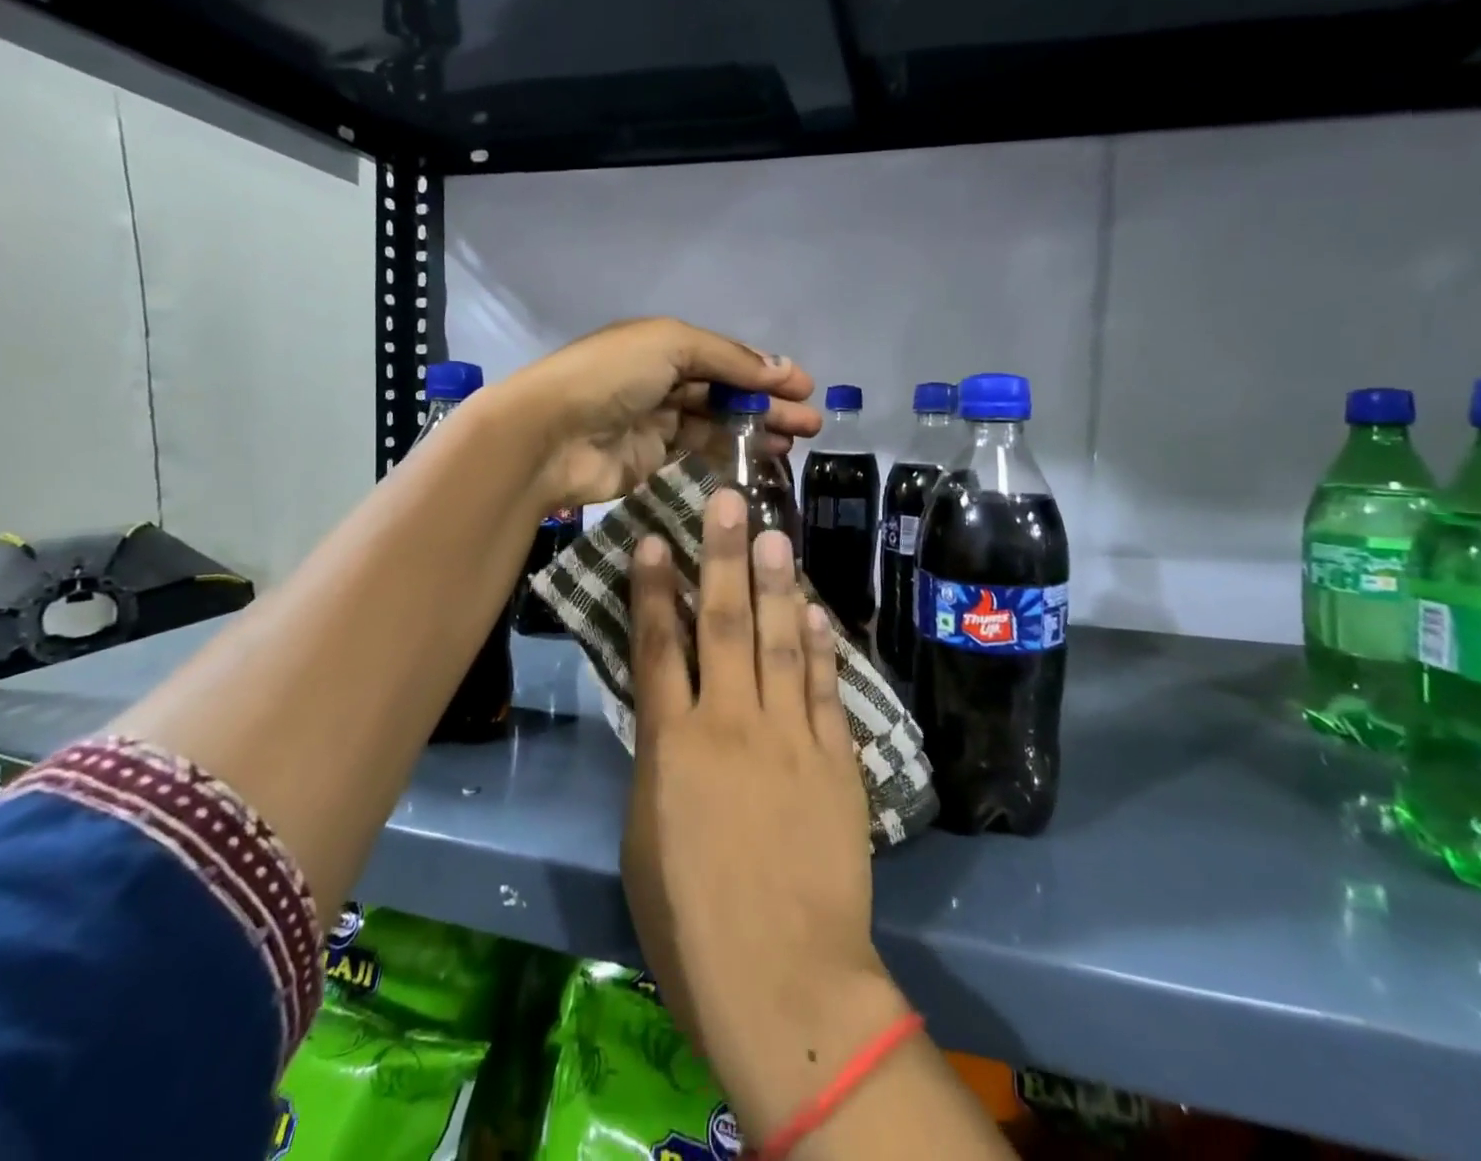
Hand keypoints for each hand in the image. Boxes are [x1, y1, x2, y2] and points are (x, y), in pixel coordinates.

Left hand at [497, 317, 820, 506]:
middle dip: (769, 403)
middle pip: (726, 389)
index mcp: (663, 343)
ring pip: (716, 422)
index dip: (766, 370)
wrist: (549, 436)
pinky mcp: (649, 458)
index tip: (806, 388)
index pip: (725, 356)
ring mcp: (654, 420)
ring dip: (755, 429)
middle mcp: (660, 378)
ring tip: (794, 444)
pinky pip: (696, 450)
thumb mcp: (671, 346)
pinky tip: (757, 460)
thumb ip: (728, 359)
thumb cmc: (610, 377)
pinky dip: (727, 453)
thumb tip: (782, 369)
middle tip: (811, 423)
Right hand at [621, 489, 906, 1143]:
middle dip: (721, 555)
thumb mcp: (646, 837)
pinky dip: (819, 644)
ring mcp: (788, 736)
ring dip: (775, 583)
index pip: (656, 647)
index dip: (651, 589)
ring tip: (774, 533)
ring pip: (778, 641)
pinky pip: (823, 687)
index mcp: (672, 746)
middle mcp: (729, 723)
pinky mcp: (834, 758)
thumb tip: (669, 714)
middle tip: (728, 500)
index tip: (652, 540)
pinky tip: (814, 609)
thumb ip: (659, 762)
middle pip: (722, 622)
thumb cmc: (690, 923)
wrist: (784, 980)